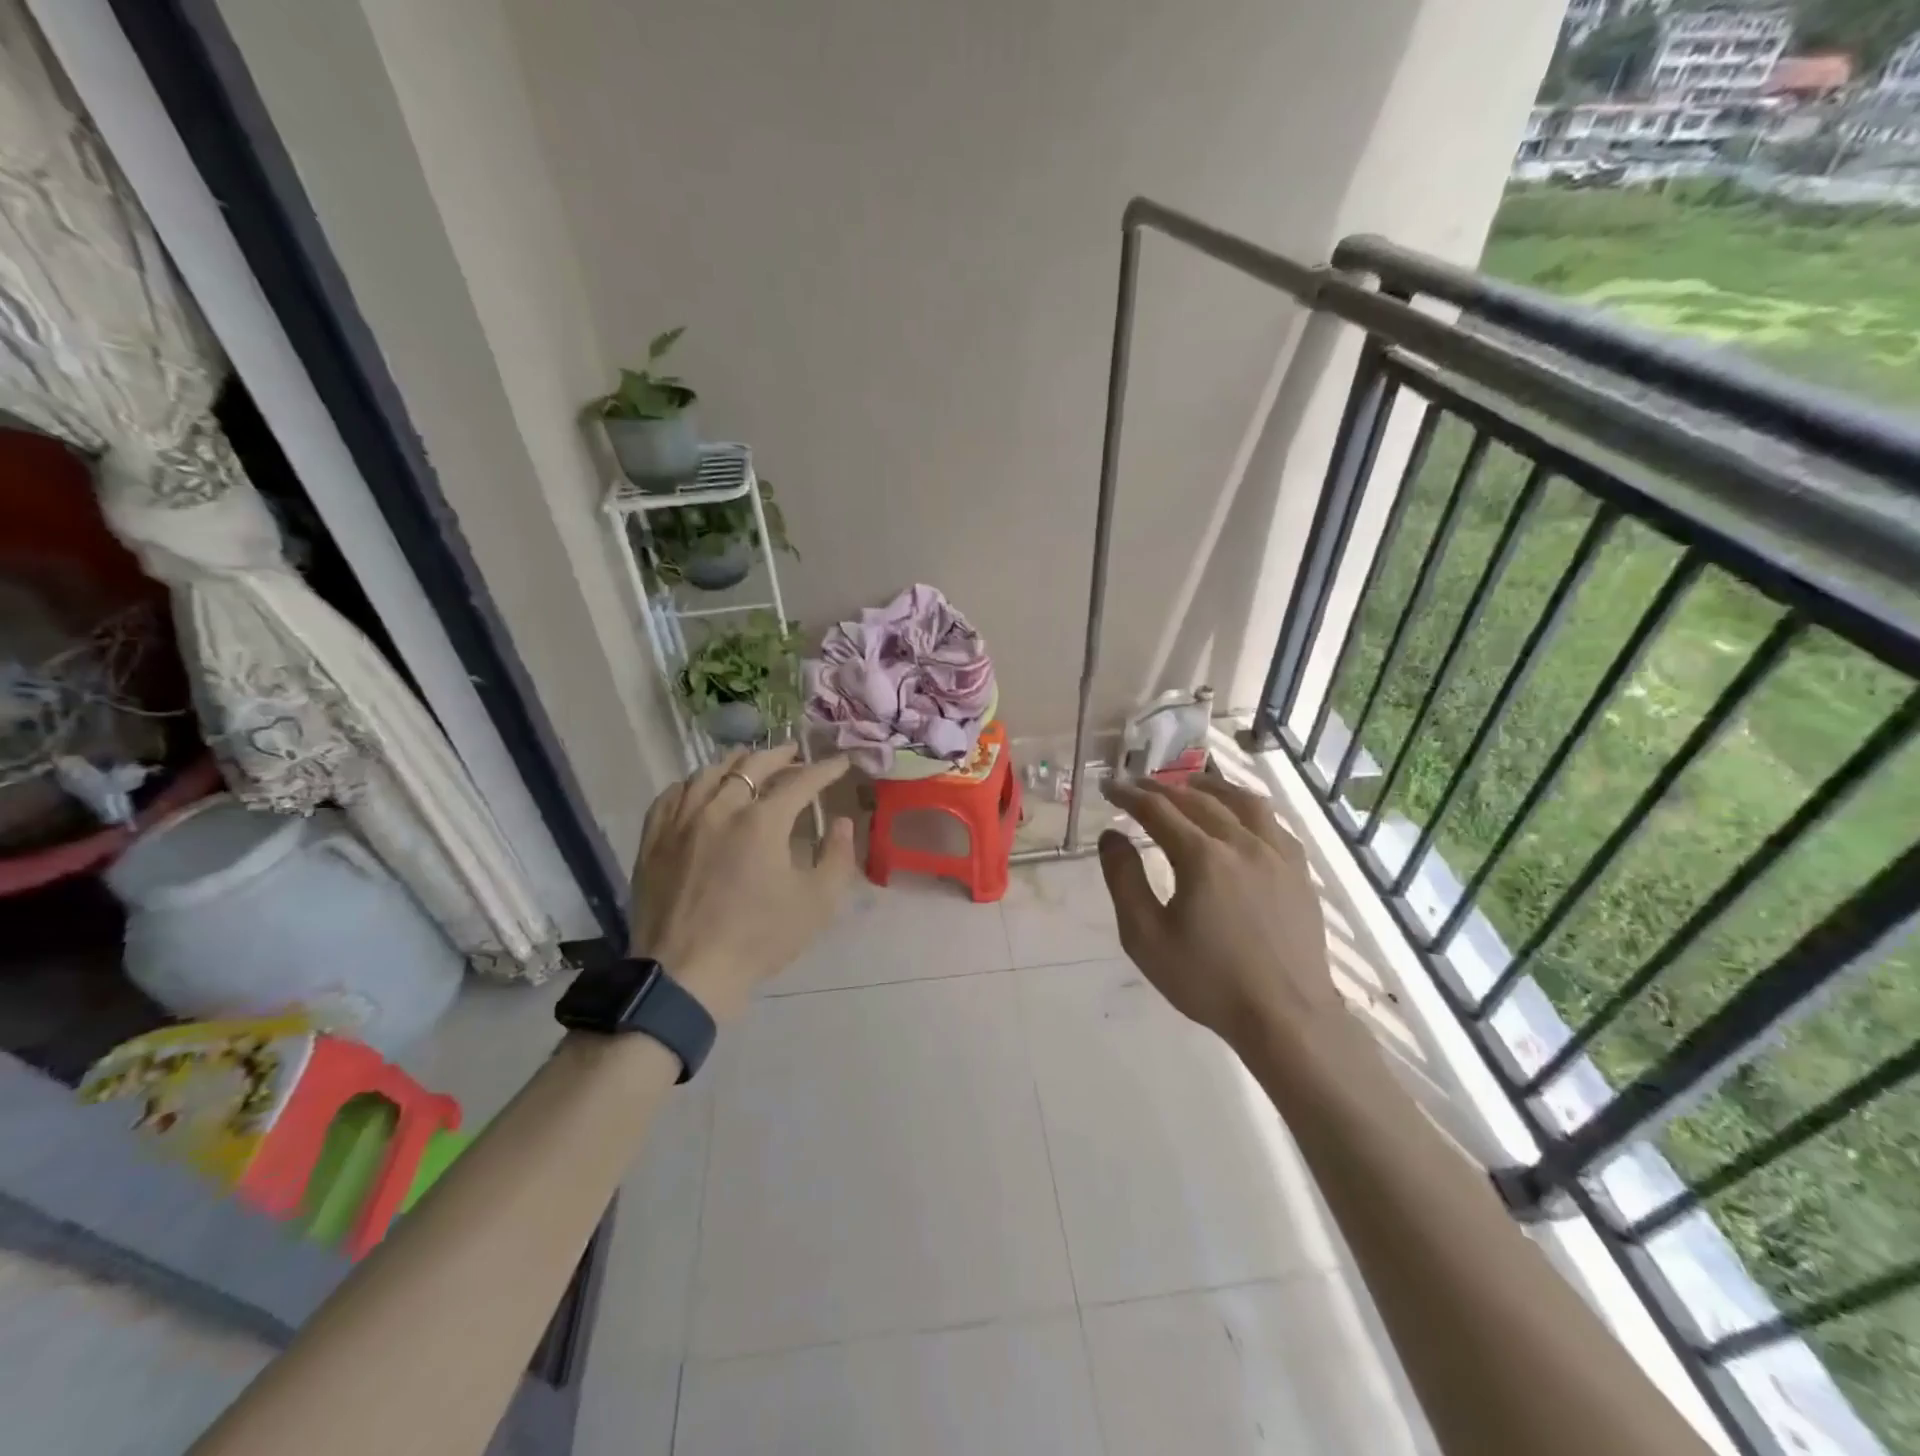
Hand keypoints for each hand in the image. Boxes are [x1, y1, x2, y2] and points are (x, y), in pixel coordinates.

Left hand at [630, 744, 856, 1021]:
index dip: (825, 769)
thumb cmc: (759, 939)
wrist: (686, 975)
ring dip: (736, 763)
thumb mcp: (817, 904)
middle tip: (795, 754)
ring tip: (749, 763)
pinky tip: (700, 788)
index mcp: (762, 822)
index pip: (801, 782)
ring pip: (708, 773)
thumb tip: (840, 823)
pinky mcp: (653, 839)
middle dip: (780, 755)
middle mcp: (720, 809)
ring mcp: (681, 821)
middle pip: (752, 766)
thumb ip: (837, 857)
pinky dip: (693, 783)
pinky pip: (672, 795)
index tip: (840, 763)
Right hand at [1098, 775, 1342, 1051]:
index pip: (1157, 809)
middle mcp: (1242, 842)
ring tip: (1188, 784)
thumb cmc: (1207, 981)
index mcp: (1202, 857)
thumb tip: (1111, 836)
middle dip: (1162, 787)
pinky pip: (1272, 821)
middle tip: (1138, 785)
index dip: (1129, 794)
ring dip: (1209, 786)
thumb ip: (1124, 880)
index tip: (1109, 787)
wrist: (1286, 1017)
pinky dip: (1246, 807)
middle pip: (1197, 798)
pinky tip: (1239, 816)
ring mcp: (1277, 854)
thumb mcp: (1146, 937)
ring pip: (1242, 800)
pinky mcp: (1299, 871)